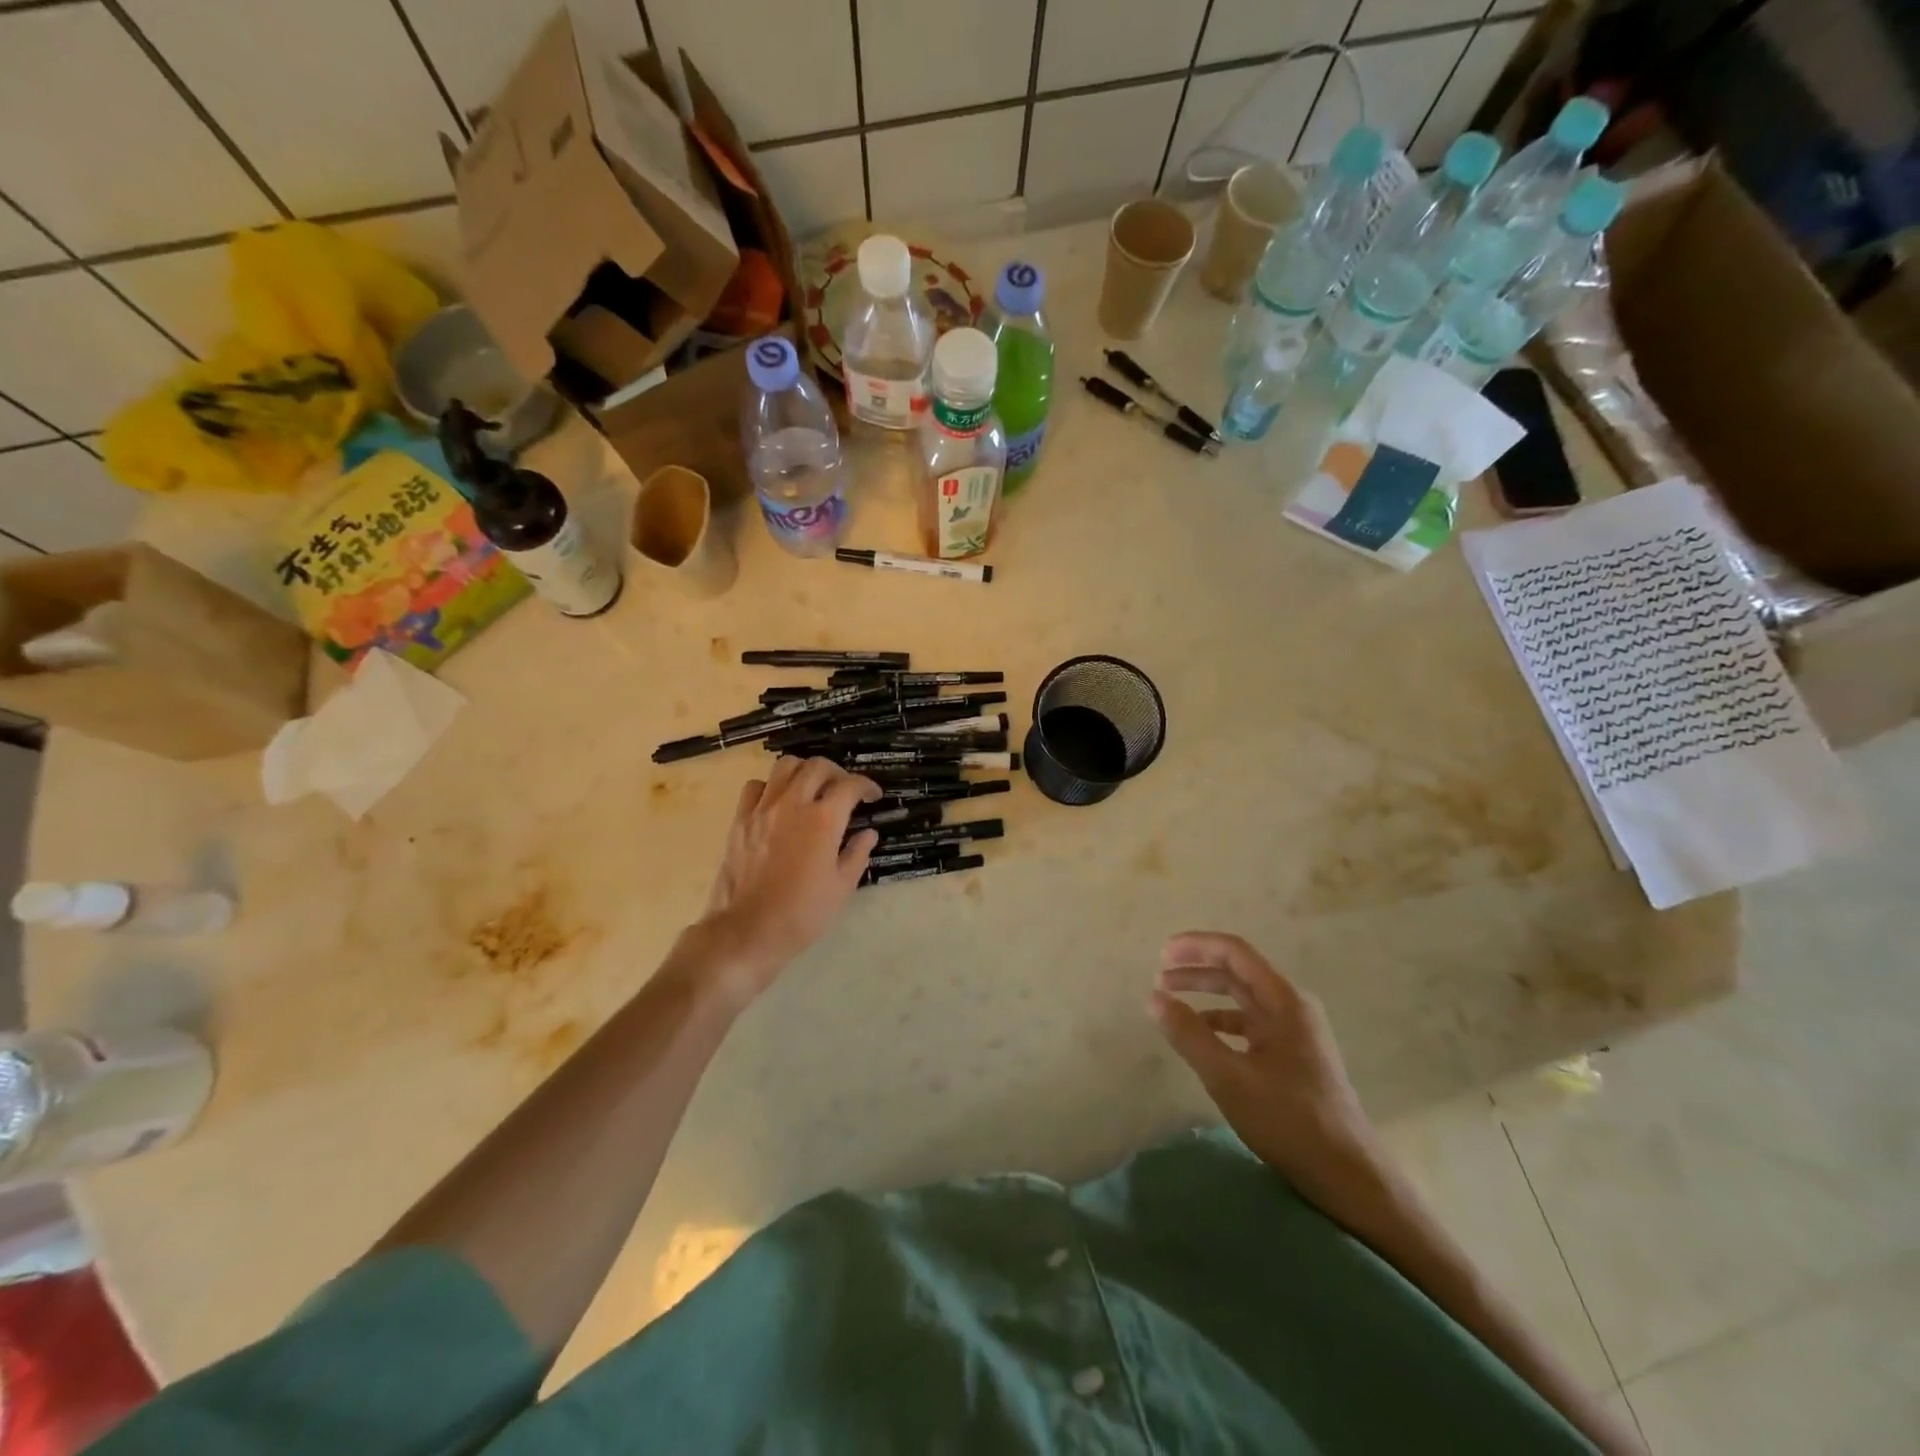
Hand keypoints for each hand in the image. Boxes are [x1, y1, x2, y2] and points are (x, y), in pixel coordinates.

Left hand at [694, 757, 881, 1006]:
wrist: (748, 931)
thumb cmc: (802, 914)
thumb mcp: (842, 887)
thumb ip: (857, 854)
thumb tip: (868, 834)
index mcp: (824, 820)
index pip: (850, 786)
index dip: (867, 786)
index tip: (873, 796)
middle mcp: (793, 804)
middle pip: (817, 766)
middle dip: (837, 772)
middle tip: (844, 790)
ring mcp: (763, 809)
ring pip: (784, 766)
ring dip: (803, 771)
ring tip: (811, 788)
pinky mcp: (740, 820)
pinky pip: (755, 787)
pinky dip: (770, 787)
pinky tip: (778, 803)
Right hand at [1150, 932, 1385, 1217]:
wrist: (1348, 1176)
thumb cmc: (1289, 1120)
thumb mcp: (1228, 1077)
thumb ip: (1189, 1034)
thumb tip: (1154, 998)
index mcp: (1284, 1001)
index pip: (1235, 952)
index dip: (1196, 946)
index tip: (1162, 954)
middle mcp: (1292, 1007)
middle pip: (1238, 972)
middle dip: (1197, 971)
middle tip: (1159, 977)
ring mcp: (1295, 1033)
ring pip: (1243, 999)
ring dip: (1206, 996)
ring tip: (1171, 1005)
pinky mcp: (1293, 1057)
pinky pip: (1250, 1025)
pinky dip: (1221, 1023)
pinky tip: (1201, 1038)